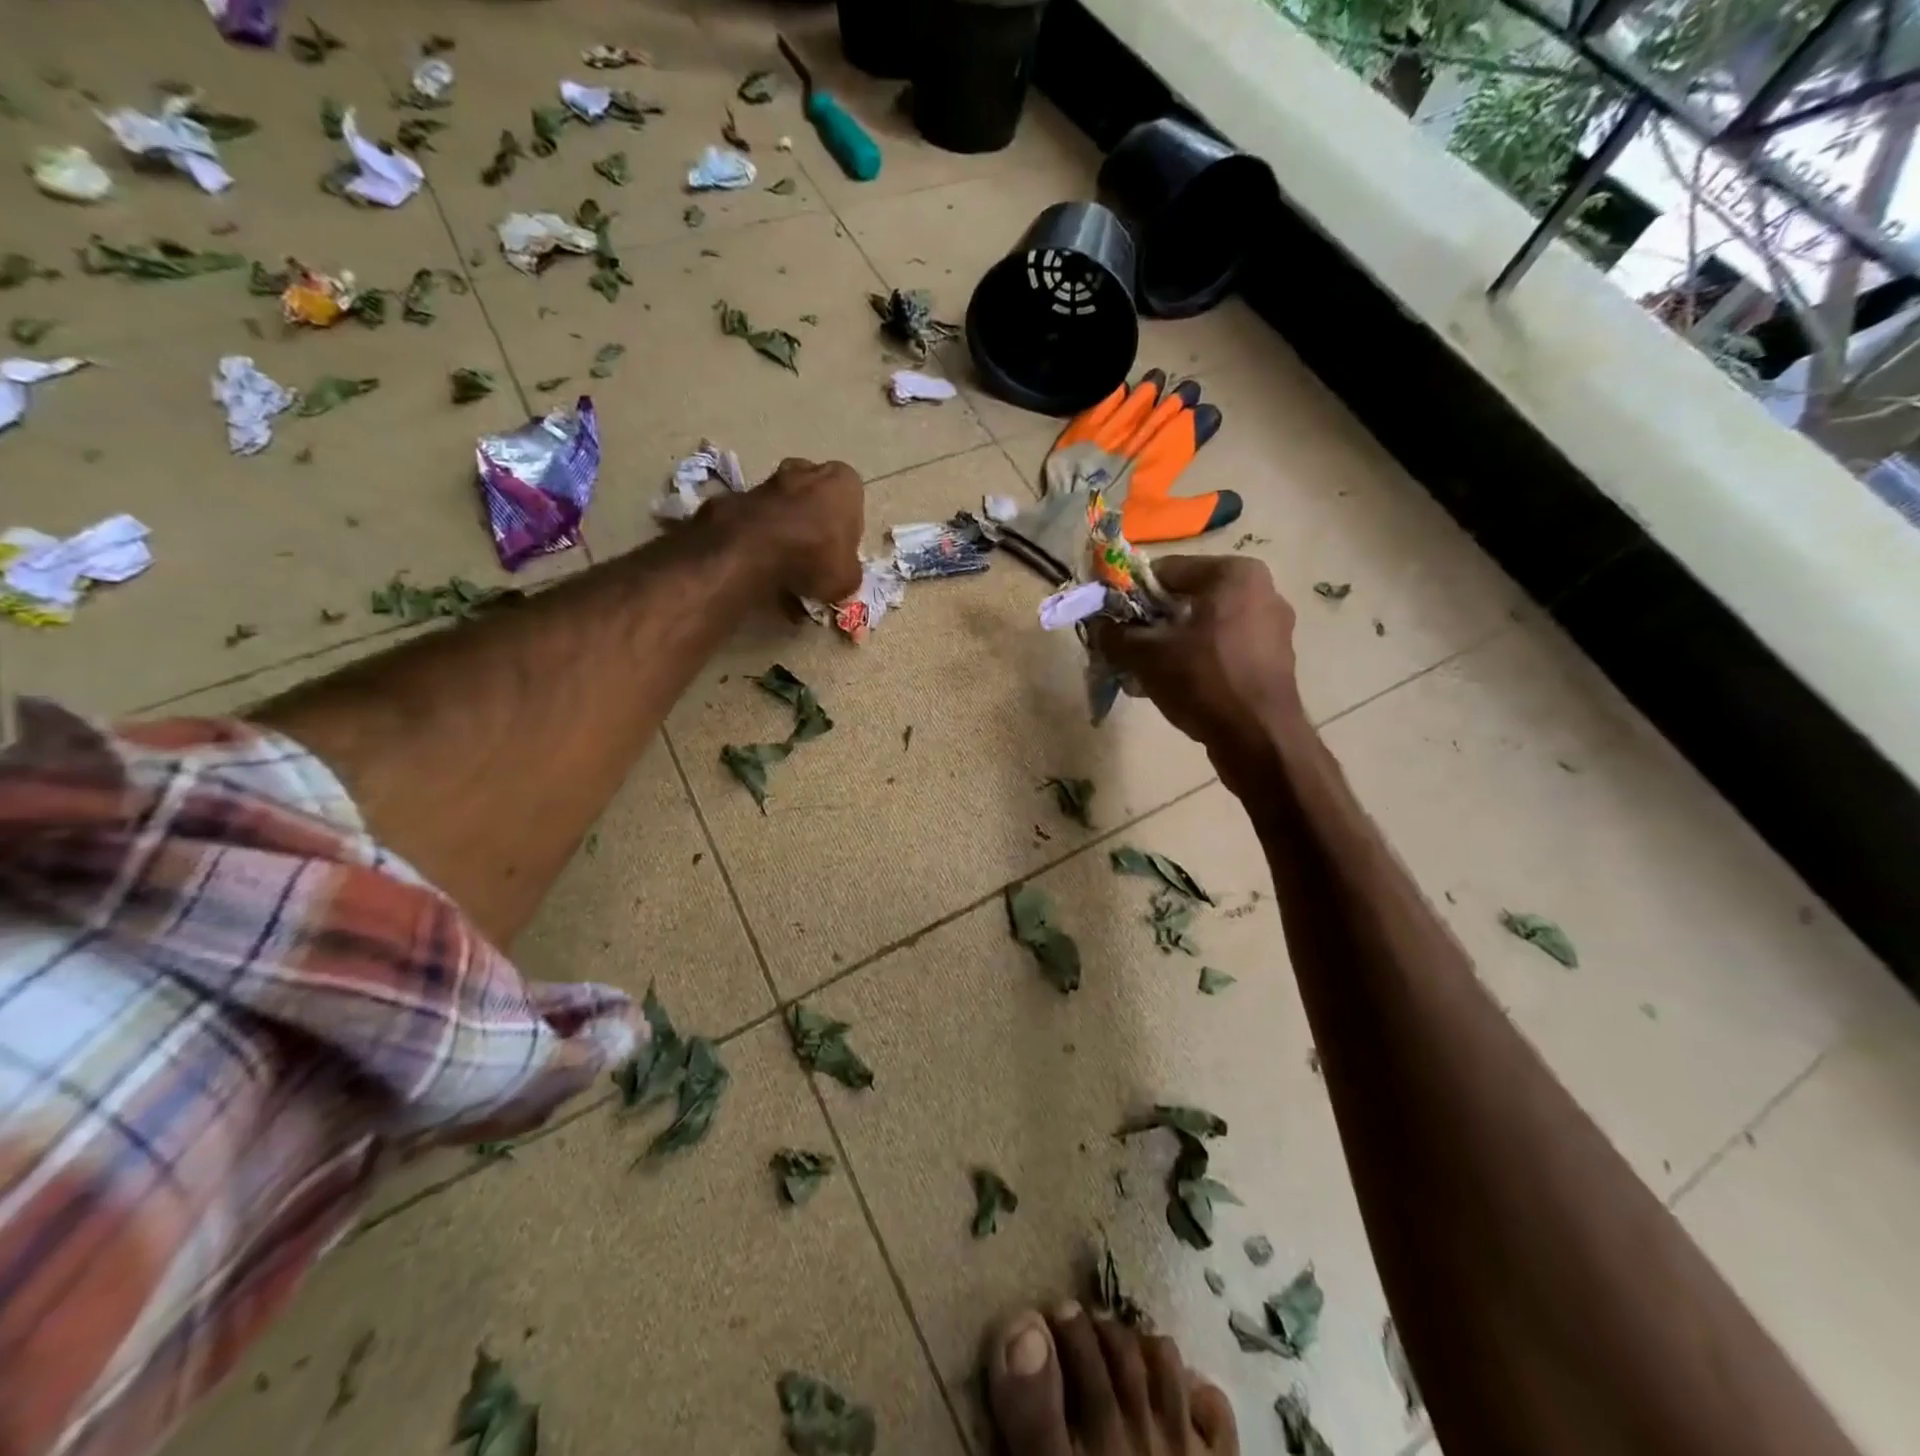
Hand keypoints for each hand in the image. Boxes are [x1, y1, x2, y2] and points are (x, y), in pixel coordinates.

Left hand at [722, 457, 864, 603]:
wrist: (750, 552)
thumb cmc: (813, 557)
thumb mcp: (847, 579)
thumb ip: (849, 570)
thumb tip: (843, 574)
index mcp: (843, 483)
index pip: (852, 497)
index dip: (846, 525)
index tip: (839, 548)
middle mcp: (807, 470)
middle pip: (815, 491)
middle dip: (814, 514)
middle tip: (813, 548)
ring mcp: (767, 479)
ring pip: (783, 499)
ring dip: (785, 520)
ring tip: (784, 556)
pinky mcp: (736, 495)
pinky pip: (755, 515)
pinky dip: (757, 530)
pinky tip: (758, 556)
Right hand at [1091, 556, 1303, 785]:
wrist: (1259, 739)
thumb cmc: (1204, 681)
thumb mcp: (1147, 655)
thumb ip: (1115, 634)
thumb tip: (1096, 625)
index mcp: (1234, 574)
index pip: (1167, 570)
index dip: (1131, 594)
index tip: (1110, 619)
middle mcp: (1261, 591)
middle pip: (1187, 599)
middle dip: (1152, 623)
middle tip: (1125, 648)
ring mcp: (1272, 628)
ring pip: (1204, 627)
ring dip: (1171, 644)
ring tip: (1144, 672)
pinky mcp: (1274, 660)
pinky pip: (1223, 649)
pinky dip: (1196, 661)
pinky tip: (1173, 686)